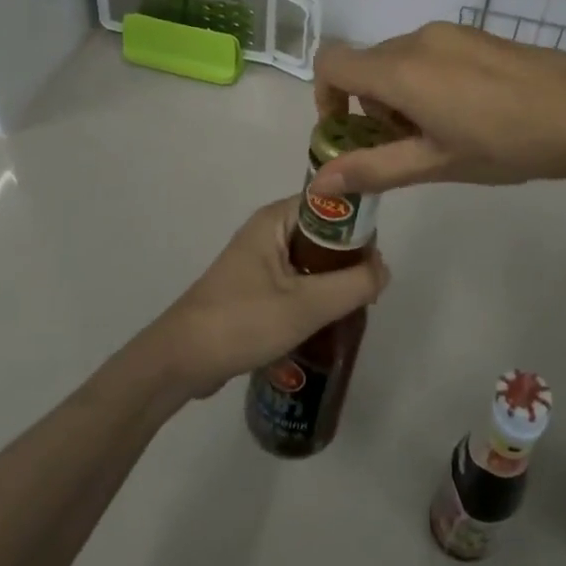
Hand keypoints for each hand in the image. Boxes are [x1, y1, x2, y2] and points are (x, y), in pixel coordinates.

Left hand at [140, 198, 389, 400]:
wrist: (181, 362)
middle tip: (367, 293)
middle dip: (349, 260)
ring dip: (334, 282)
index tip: (376, 261)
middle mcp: (268, 231)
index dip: (359, 226)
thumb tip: (384, 269)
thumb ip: (353, 284)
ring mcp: (260, 260)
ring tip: (352, 310)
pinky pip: (299, 281)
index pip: (331, 204)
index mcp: (275, 219)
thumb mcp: (306, 304)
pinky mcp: (256, 288)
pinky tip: (328, 323)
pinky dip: (316, 296)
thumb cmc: (242, 322)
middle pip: (325, 234)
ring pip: (313, 261)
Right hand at [311, 22, 565, 195]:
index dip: (325, 96)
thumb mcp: (436, 164)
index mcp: (400, 70)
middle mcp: (417, 40)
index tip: (348, 132)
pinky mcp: (477, 34)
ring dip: (401, 95)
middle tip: (408, 147)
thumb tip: (320, 179)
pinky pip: (430, 53)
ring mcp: (451, 32)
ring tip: (445, 134)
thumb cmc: (506, 143)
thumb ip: (374, 169)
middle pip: (368, 65)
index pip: (331, 62)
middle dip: (371, 107)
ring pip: (400, 60)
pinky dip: (427, 81)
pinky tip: (472, 112)